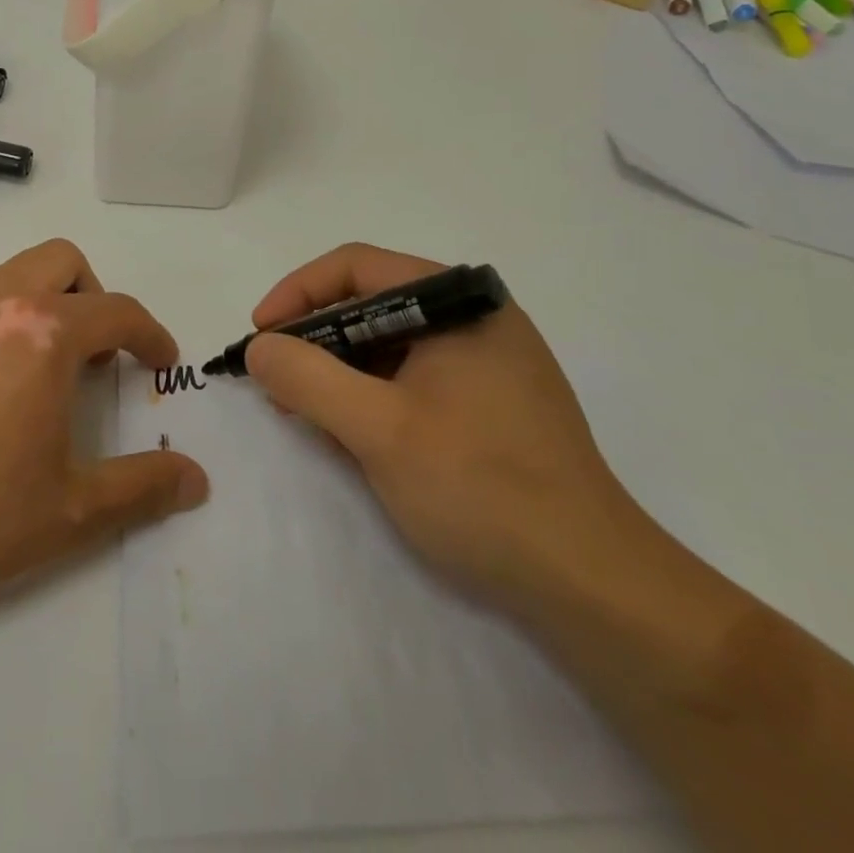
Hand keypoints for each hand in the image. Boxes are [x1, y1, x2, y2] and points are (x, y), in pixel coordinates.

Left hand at [0, 239, 209, 619]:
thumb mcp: (67, 514)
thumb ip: (141, 490)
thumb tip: (196, 480)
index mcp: (44, 334)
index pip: (118, 311)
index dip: (150, 335)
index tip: (160, 362)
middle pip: (64, 262)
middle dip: (94, 298)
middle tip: (95, 358)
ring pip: (14, 273)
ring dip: (45, 303)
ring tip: (42, 372)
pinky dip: (0, 319)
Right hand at [246, 244, 645, 615]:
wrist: (592, 585)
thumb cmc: (480, 488)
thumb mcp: (377, 429)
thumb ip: (307, 378)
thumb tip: (260, 348)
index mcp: (458, 302)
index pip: (356, 267)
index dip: (297, 294)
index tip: (261, 336)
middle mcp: (476, 317)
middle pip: (372, 303)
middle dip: (316, 339)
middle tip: (277, 382)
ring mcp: (490, 360)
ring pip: (392, 344)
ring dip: (342, 372)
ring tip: (307, 414)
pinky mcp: (494, 401)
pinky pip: (416, 377)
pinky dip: (375, 395)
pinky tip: (354, 435)